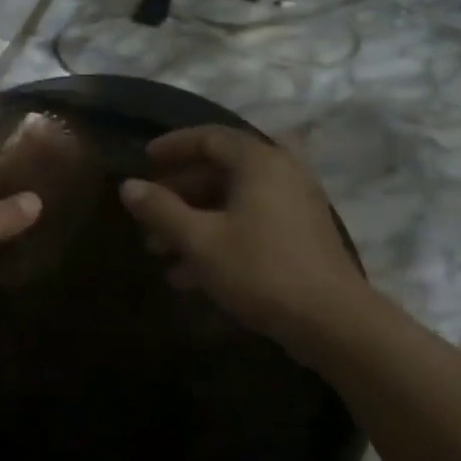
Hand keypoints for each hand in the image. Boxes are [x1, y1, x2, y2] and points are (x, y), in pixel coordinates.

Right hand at [117, 125, 367, 341]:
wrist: (332, 323)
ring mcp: (293, 207)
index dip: (172, 146)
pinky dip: (217, 239)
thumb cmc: (260, 269)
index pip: (208, 137)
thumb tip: (127, 186)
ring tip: (159, 252)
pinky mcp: (298, 238)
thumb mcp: (199, 240)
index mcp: (259, 163)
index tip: (143, 161)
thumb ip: (160, 209)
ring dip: (192, 223)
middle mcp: (280, 175)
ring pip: (230, 203)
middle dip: (177, 195)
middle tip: (146, 215)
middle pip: (218, 172)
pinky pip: (248, 225)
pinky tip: (188, 275)